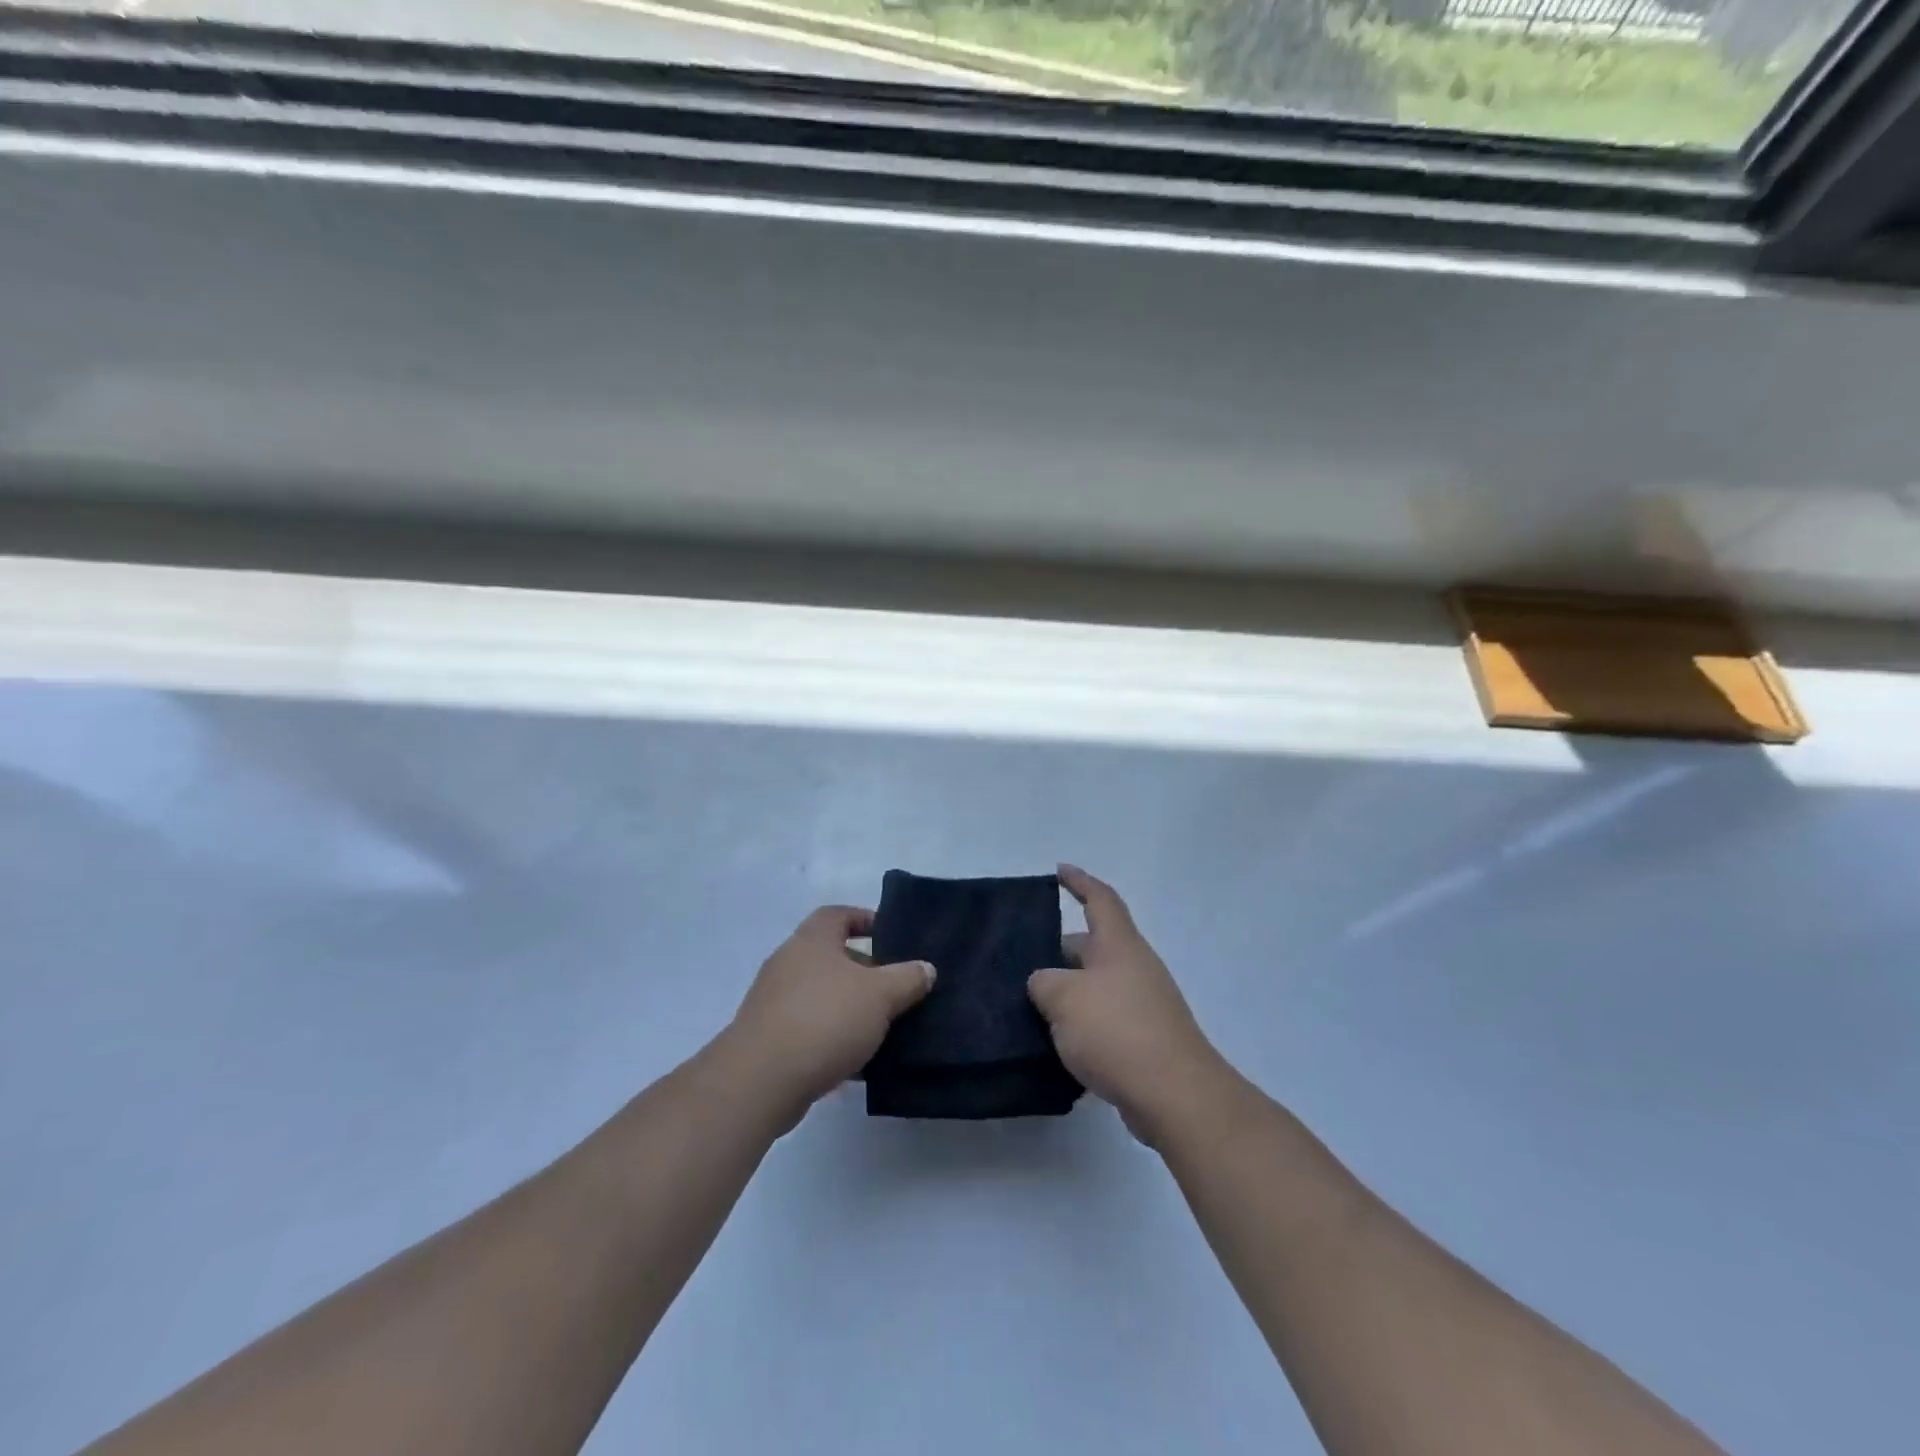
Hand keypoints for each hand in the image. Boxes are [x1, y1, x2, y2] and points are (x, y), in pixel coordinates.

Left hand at [721, 906, 934, 1130]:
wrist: (761, 1080)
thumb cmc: (825, 1019)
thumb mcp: (880, 995)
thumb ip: (907, 978)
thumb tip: (926, 968)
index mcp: (812, 940)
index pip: (838, 914)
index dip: (865, 919)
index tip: (891, 937)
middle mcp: (788, 962)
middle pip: (831, 956)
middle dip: (864, 970)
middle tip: (895, 988)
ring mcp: (773, 1001)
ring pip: (821, 995)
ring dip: (849, 1008)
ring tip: (882, 1027)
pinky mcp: (768, 1038)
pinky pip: (809, 1029)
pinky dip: (832, 1039)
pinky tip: (856, 1062)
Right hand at [1028, 865, 1230, 1146]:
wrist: (1174, 1095)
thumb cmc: (1116, 1030)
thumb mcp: (1063, 998)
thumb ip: (1043, 982)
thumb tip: (1043, 984)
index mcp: (1119, 945)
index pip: (1099, 898)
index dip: (1079, 881)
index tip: (1058, 870)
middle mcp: (1134, 967)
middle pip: (1092, 947)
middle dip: (1058, 952)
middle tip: (1021, 963)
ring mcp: (1143, 1005)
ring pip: (1095, 987)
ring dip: (1068, 994)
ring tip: (1029, 1006)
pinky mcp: (1144, 1041)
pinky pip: (1104, 1022)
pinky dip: (1081, 1027)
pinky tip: (1055, 1046)